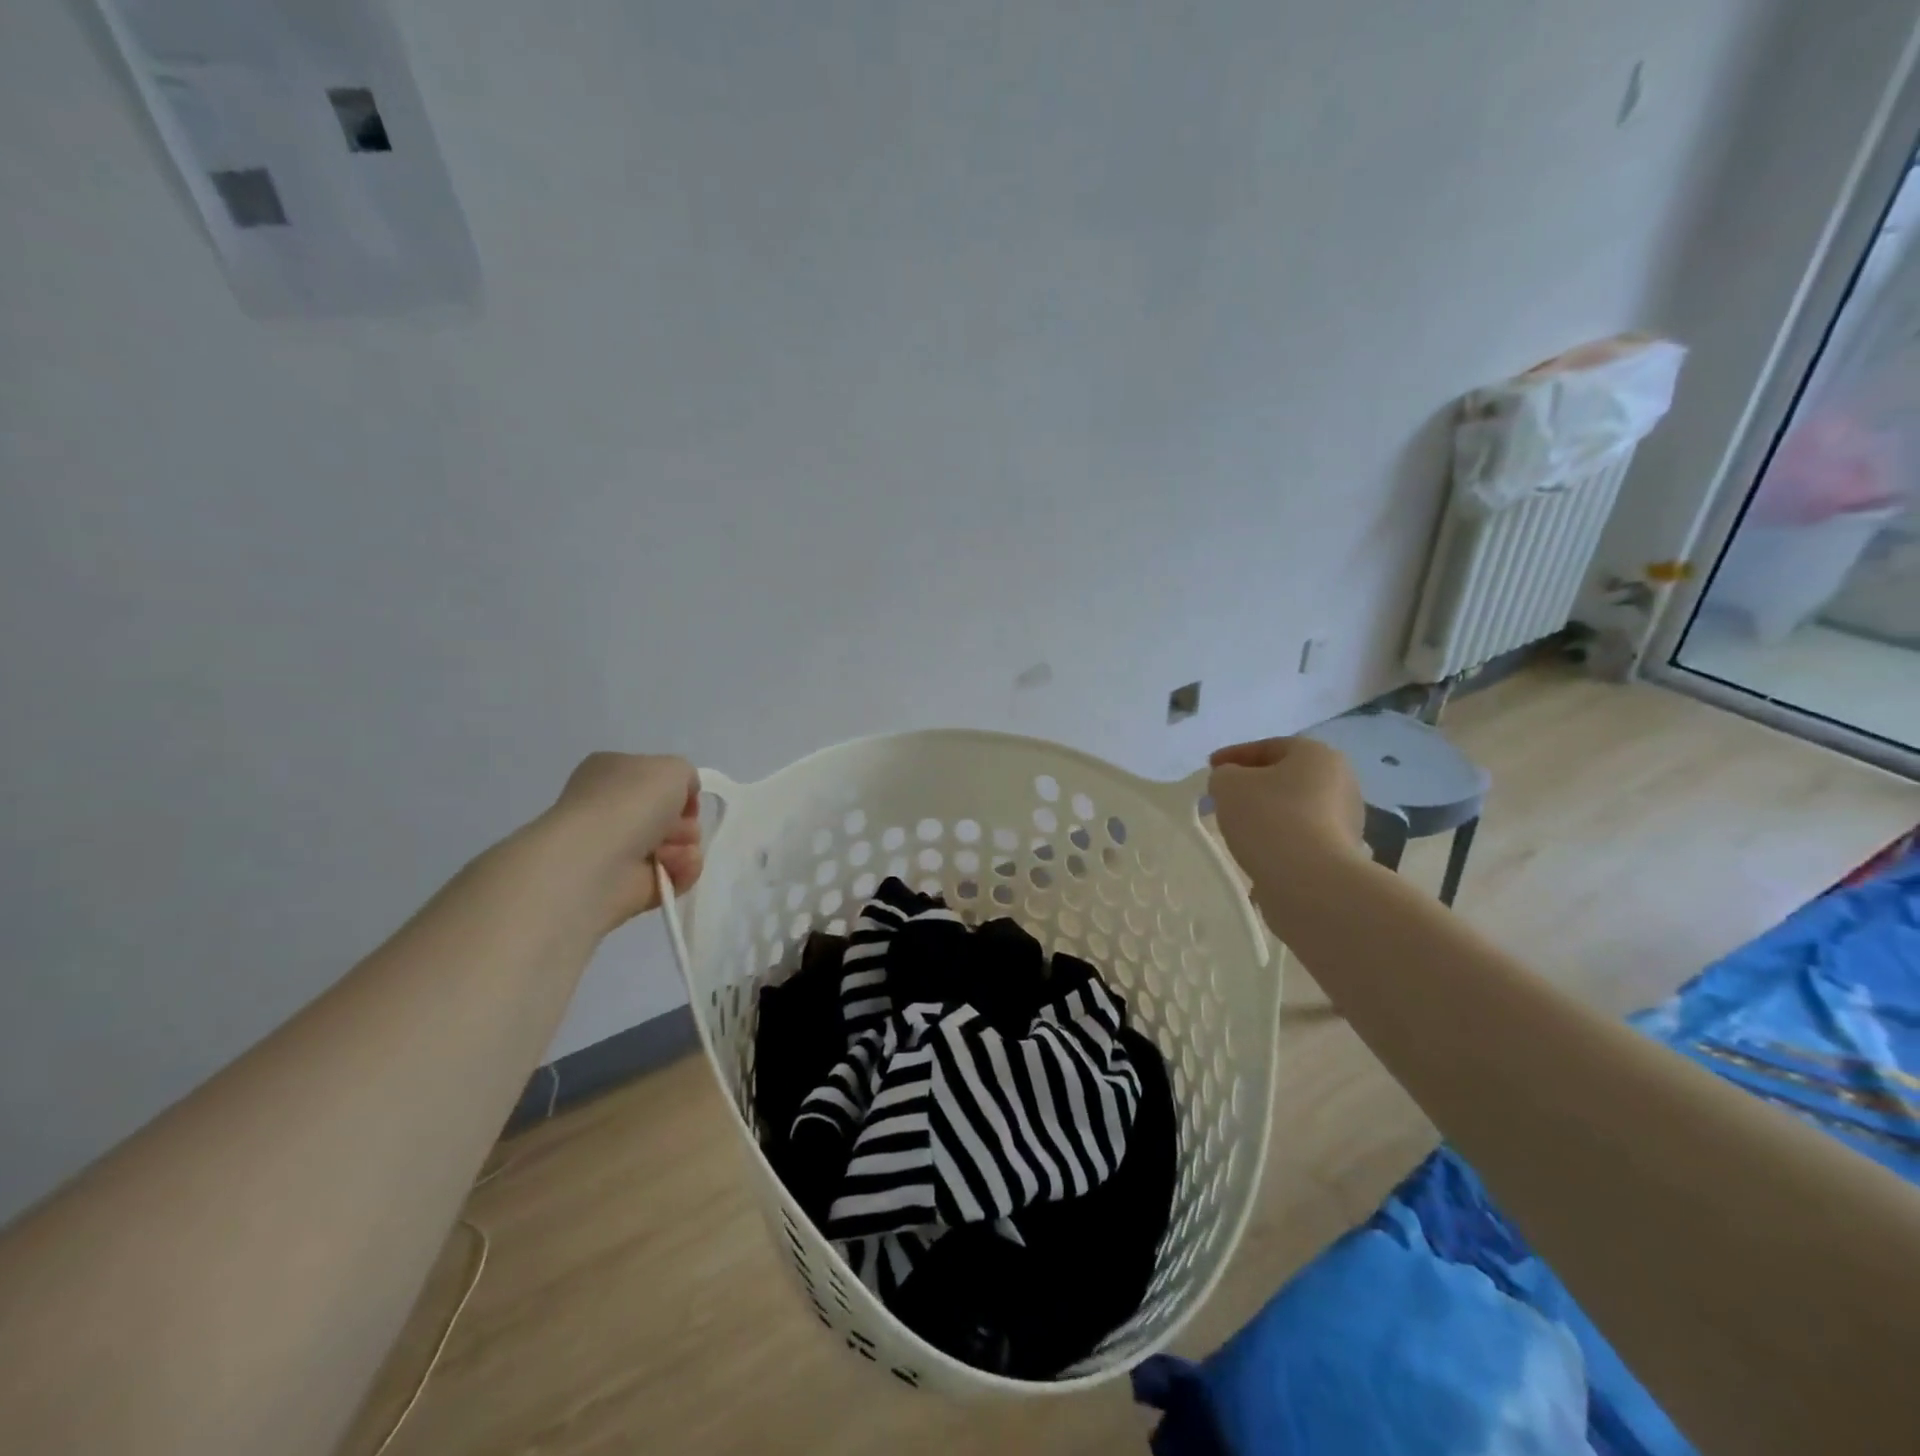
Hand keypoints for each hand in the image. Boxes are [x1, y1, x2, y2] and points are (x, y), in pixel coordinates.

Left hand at [545, 753, 702, 930]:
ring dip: (685, 846)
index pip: (656, 780)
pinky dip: (681, 871)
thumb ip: (685, 774)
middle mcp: (612, 809)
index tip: (687, 797)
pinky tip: (671, 867)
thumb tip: (682, 799)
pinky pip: (674, 875)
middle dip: (685, 822)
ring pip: (676, 845)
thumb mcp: (673, 767)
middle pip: (670, 816)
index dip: (679, 789)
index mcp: (612, 773)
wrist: (597, 859)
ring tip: (669, 851)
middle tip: (677, 826)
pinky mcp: (631, 884)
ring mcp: (619, 849)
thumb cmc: (631, 801)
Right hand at [1208, 737, 1365, 876]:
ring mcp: (1347, 820)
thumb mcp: (1228, 784)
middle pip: (1286, 777)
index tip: (1210, 769)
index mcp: (1317, 755)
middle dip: (1254, 785)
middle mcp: (1341, 782)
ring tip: (1238, 828)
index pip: (1269, 746)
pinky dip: (1278, 840)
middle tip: (1224, 797)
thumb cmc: (1269, 818)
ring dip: (1267, 814)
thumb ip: (1224, 775)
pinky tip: (1257, 852)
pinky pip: (1302, 838)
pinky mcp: (1342, 854)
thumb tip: (1232, 783)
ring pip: (1295, 809)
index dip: (1234, 755)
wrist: (1310, 881)